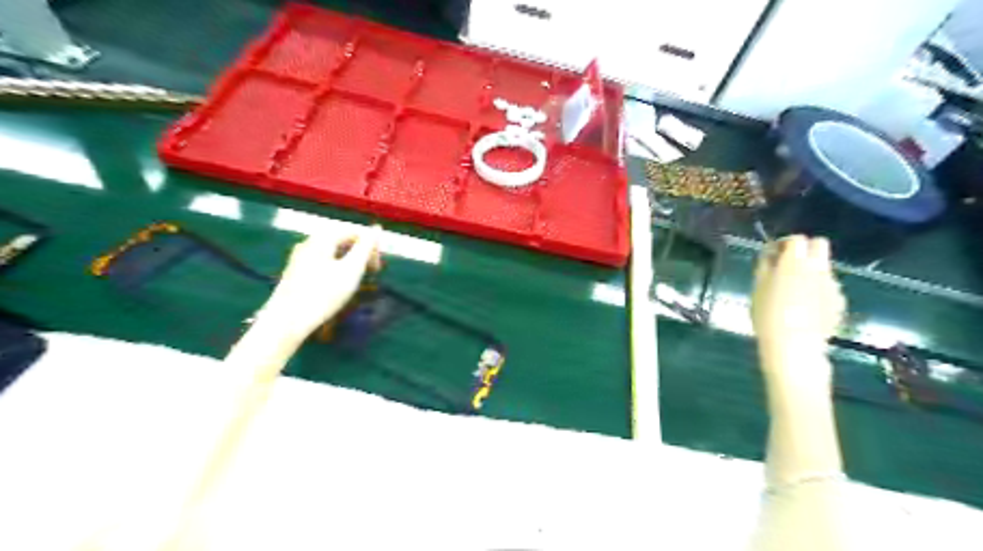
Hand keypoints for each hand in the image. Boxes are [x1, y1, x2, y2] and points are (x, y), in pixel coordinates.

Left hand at [258, 226, 381, 342]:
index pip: (353, 232)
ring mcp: (299, 257)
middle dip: (360, 253)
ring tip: (357, 280)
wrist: (287, 320)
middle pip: (341, 240)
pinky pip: (322, 262)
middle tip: (371, 272)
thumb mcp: (352, 270)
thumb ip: (365, 247)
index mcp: (322, 239)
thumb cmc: (324, 294)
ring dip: (349, 262)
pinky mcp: (295, 272)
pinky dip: (336, 268)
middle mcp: (309, 243)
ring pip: (331, 252)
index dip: (370, 246)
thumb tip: (377, 228)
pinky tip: (338, 286)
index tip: (379, 267)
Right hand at [754, 234, 844, 358]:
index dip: (784, 243)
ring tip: (795, 291)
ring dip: (811, 271)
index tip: (774, 254)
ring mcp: (832, 285)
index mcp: (795, 262)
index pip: (797, 238)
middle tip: (789, 265)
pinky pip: (828, 287)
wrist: (794, 345)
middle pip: (819, 244)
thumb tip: (770, 254)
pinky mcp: (839, 301)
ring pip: (824, 267)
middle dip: (805, 249)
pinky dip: (818, 290)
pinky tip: (806, 307)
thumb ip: (765, 266)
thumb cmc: (768, 314)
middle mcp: (818, 268)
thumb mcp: (758, 288)